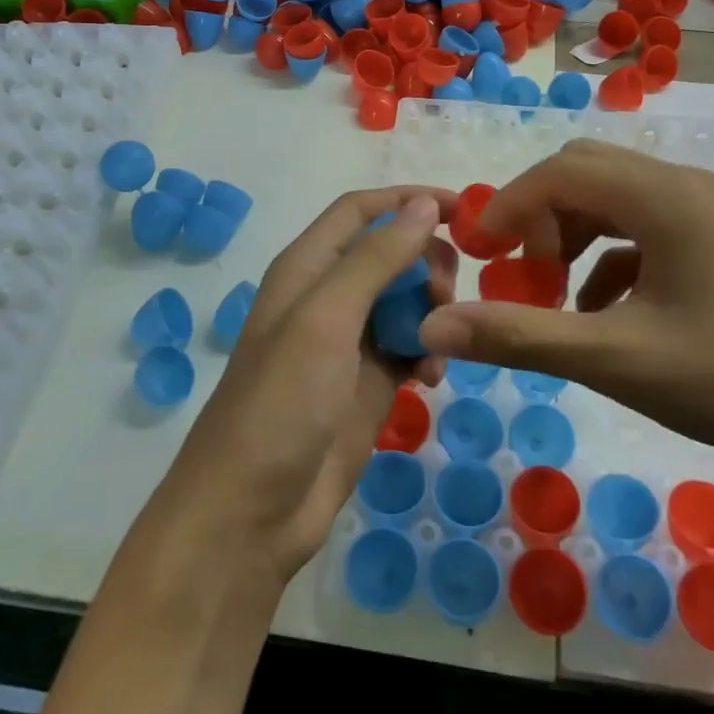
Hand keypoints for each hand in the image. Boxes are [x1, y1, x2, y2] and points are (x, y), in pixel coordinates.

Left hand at [158, 189, 457, 584]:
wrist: (251, 513)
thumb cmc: (281, 403)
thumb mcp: (326, 319)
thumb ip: (375, 259)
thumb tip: (422, 203)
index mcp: (307, 268)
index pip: (362, 211)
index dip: (407, 200)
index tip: (462, 210)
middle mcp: (328, 297)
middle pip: (391, 254)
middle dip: (426, 264)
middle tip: (445, 296)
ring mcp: (349, 344)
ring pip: (406, 301)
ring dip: (431, 311)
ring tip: (438, 342)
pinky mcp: (368, 385)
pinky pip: (411, 347)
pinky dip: (428, 352)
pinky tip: (433, 376)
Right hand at [417, 139, 713, 466]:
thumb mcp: (614, 359)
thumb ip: (520, 336)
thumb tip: (434, 327)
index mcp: (662, 196)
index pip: (559, 172)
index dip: (507, 206)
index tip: (479, 255)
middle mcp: (683, 185)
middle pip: (584, 173)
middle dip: (538, 218)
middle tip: (518, 274)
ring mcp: (705, 210)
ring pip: (612, 200)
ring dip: (570, 237)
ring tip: (555, 297)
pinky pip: (641, 229)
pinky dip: (606, 259)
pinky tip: (602, 312)